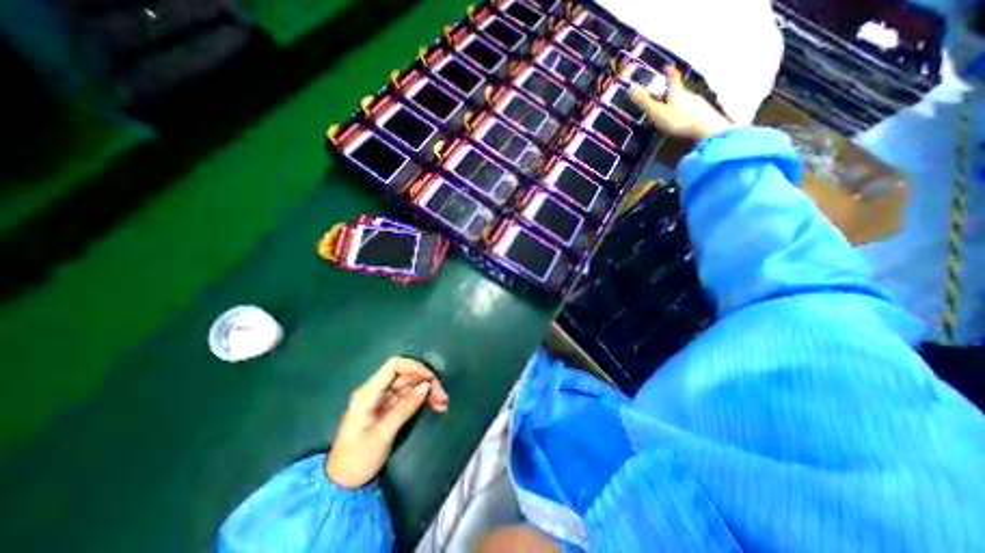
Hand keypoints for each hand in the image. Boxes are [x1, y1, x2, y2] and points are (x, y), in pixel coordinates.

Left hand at [326, 353, 449, 487]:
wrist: (342, 484)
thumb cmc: (357, 460)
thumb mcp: (381, 435)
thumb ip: (404, 408)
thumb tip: (425, 386)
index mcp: (368, 393)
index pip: (394, 366)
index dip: (414, 367)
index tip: (431, 378)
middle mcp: (377, 391)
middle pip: (406, 375)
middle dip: (426, 381)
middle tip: (442, 396)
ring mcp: (384, 399)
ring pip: (411, 384)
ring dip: (428, 390)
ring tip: (442, 403)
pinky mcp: (390, 407)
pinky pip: (411, 396)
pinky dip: (424, 399)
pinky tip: (436, 405)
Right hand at [622, 64, 729, 141]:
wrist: (707, 131)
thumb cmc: (679, 120)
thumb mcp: (657, 112)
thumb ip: (645, 102)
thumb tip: (630, 86)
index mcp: (677, 92)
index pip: (673, 78)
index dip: (669, 71)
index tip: (667, 66)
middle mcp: (689, 95)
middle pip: (680, 90)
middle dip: (672, 90)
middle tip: (664, 93)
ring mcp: (698, 105)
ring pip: (686, 101)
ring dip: (679, 103)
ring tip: (671, 109)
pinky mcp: (704, 116)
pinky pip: (691, 111)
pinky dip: (685, 113)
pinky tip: (682, 120)